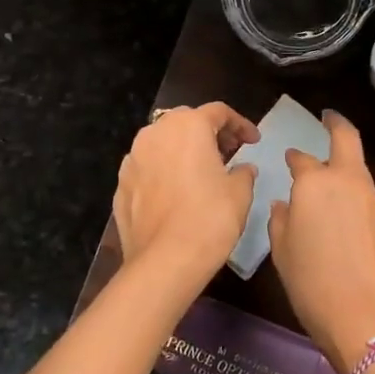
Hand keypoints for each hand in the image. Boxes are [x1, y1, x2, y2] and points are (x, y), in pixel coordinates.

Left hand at [114, 102, 259, 295]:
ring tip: (202, 171)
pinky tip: (178, 193)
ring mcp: (133, 159)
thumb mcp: (240, 192)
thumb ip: (243, 172)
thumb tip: (242, 168)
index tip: (253, 141)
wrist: (165, 261)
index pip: (218, 112)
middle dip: (209, 132)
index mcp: (188, 126)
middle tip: (229, 152)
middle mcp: (155, 133)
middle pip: (187, 121)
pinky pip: (148, 168)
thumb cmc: (210, 218)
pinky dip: (165, 171)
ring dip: (184, 150)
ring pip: (163, 143)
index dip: (240, 124)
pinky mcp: (121, 185)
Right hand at [268, 110, 374, 373]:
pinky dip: (353, 188)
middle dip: (336, 124)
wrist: (366, 317)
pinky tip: (341, 205)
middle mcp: (346, 181)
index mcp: (315, 183)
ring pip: (358, 167)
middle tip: (328, 117)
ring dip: (345, 161)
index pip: (302, 160)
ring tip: (329, 169)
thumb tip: (284, 204)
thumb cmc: (312, 284)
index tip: (288, 157)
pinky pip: (365, 192)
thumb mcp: (283, 253)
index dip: (293, 158)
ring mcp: (371, 199)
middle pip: (346, 139)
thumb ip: (281, 221)